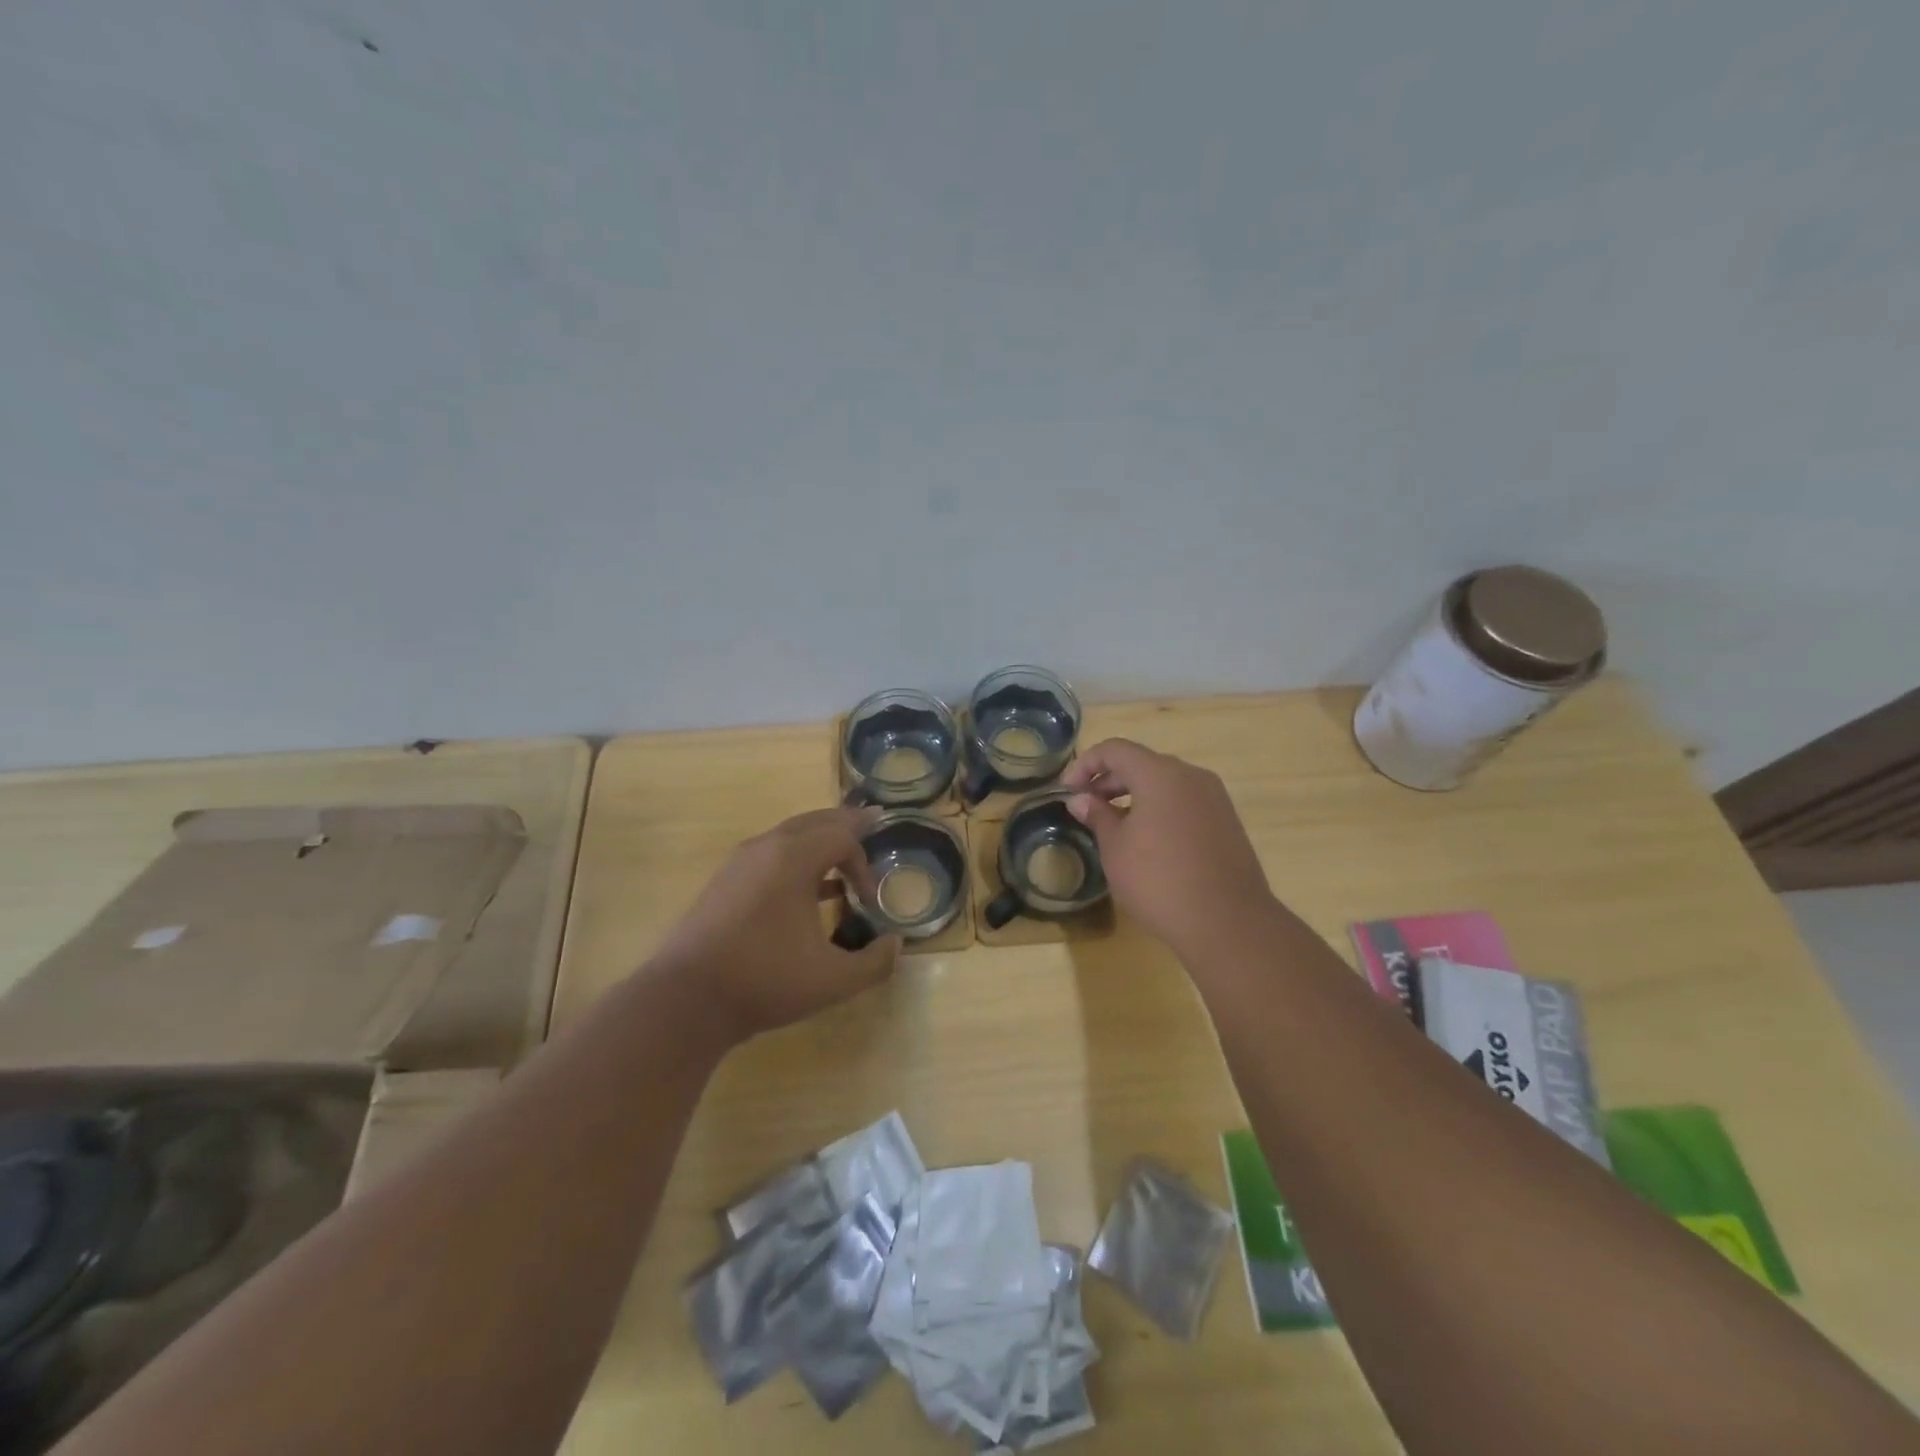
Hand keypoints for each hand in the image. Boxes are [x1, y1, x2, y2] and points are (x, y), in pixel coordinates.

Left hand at [652, 807, 900, 1041]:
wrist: (685, 1000)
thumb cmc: (764, 980)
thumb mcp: (833, 980)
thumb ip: (875, 962)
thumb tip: (895, 944)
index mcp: (793, 858)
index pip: (842, 837)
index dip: (864, 864)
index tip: (869, 901)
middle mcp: (766, 847)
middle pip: (815, 820)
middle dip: (846, 824)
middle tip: (871, 822)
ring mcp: (739, 863)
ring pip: (789, 834)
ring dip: (819, 840)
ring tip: (839, 858)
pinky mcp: (723, 882)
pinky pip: (769, 854)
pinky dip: (794, 858)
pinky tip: (803, 891)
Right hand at [1062, 739, 1274, 958]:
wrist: (1228, 923)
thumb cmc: (1159, 881)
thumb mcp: (1116, 849)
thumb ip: (1097, 816)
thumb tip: (1082, 799)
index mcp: (1160, 774)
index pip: (1114, 749)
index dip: (1085, 765)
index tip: (1067, 792)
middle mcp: (1191, 776)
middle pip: (1142, 763)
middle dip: (1109, 781)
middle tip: (1087, 808)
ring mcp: (1214, 798)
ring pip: (1165, 783)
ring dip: (1134, 795)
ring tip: (1114, 826)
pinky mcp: (1226, 822)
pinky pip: (1184, 802)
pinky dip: (1160, 809)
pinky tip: (1148, 841)